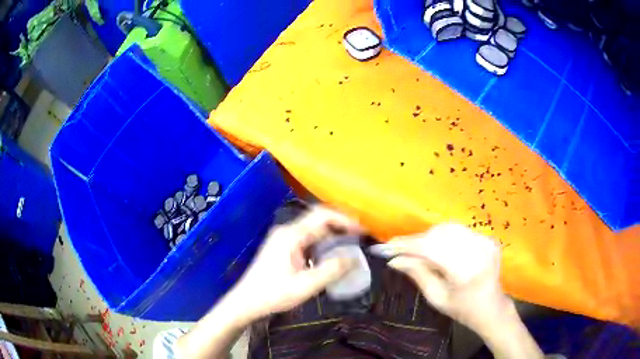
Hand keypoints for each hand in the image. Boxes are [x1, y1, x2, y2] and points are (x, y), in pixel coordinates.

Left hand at [177, 206, 360, 358]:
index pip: (323, 216)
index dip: (345, 220)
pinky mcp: (283, 247)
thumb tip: (354, 257)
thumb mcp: (305, 286)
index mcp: (291, 235)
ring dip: (332, 233)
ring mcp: (283, 238)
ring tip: (351, 243)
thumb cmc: (273, 294)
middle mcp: (287, 231)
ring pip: (313, 229)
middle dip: (341, 224)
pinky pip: (308, 238)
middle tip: (360, 236)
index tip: (363, 230)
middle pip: (318, 219)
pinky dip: (323, 242)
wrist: (246, 301)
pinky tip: (331, 254)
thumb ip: (331, 270)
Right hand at [370, 224, 543, 358]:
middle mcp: (477, 250)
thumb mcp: (436, 298)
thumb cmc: (462, 309)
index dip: (407, 245)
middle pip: (439, 234)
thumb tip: (394, 260)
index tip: (386, 247)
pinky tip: (436, 248)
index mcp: (465, 270)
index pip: (431, 249)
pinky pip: (459, 231)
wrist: (491, 307)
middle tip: (398, 250)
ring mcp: (485, 241)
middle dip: (416, 240)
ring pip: (448, 229)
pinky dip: (443, 236)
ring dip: (429, 237)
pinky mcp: (488, 238)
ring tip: (416, 249)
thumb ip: (417, 274)